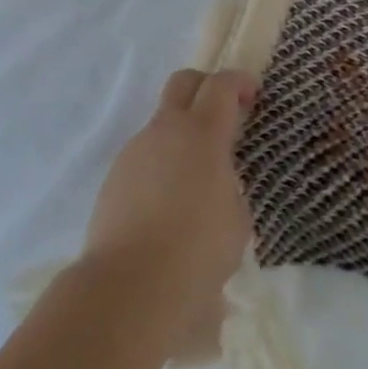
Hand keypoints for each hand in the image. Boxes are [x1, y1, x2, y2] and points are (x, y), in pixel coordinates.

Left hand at [81, 69, 256, 359]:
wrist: (130, 285)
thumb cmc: (198, 252)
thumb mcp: (236, 219)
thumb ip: (229, 185)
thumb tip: (214, 181)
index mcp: (202, 134)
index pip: (221, 86)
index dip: (240, 83)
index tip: (253, 96)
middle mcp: (164, 132)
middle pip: (183, 83)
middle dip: (206, 87)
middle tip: (225, 115)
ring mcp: (134, 152)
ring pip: (162, 124)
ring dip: (183, 136)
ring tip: (198, 182)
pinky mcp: (114, 177)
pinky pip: (145, 157)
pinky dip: (162, 166)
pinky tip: (169, 207)